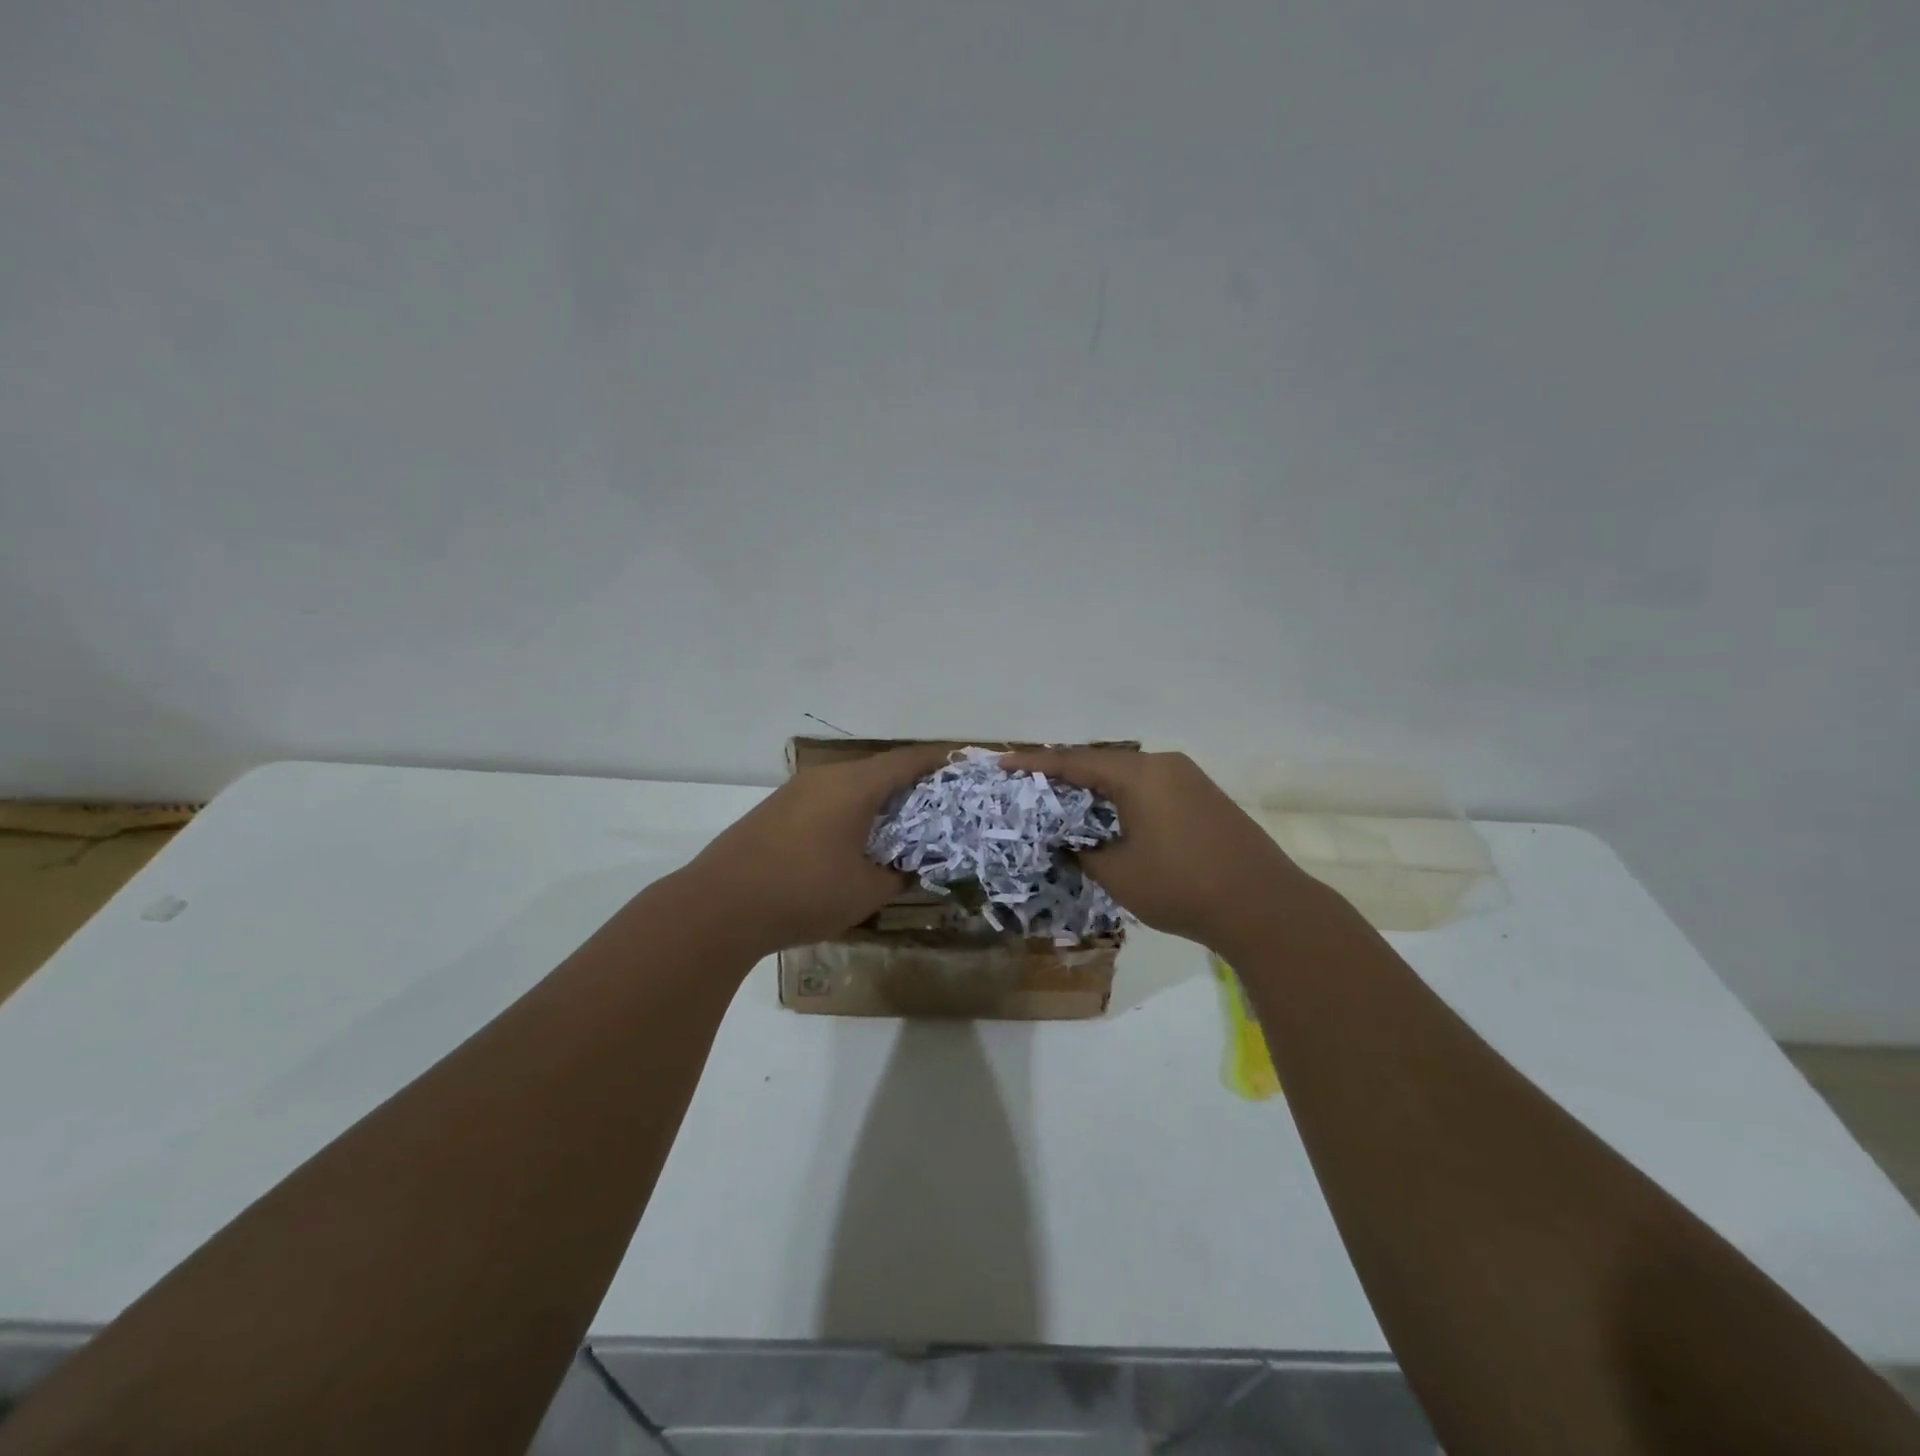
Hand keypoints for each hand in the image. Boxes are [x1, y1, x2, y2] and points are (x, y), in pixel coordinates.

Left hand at [676, 744, 952, 956]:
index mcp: (854, 786)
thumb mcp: (866, 891)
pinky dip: (851, 810)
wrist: (718, 906)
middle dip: (912, 783)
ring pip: (851, 784)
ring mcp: (796, 791)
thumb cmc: (804, 893)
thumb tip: (913, 868)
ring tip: (901, 825)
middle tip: (939, 805)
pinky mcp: (776, 810)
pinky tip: (854, 839)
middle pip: (880, 769)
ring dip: (879, 798)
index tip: (964, 765)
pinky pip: (827, 799)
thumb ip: (899, 875)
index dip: (940, 760)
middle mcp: (826, 777)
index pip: (908, 760)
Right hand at [998, 748, 1309, 950]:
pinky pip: (1150, 790)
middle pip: (1102, 764)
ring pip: (1128, 778)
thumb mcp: (1118, 873)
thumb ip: (1084, 851)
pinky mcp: (1205, 799)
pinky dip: (1123, 801)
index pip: (1075, 761)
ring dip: (1096, 791)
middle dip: (1065, 776)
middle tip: (1031, 788)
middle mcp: (1164, 765)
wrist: (1265, 907)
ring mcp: (1190, 780)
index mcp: (1139, 774)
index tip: (1002, 763)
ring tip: (1065, 806)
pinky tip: (1111, 820)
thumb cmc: (1182, 886)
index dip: (1035, 764)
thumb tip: (1072, 843)